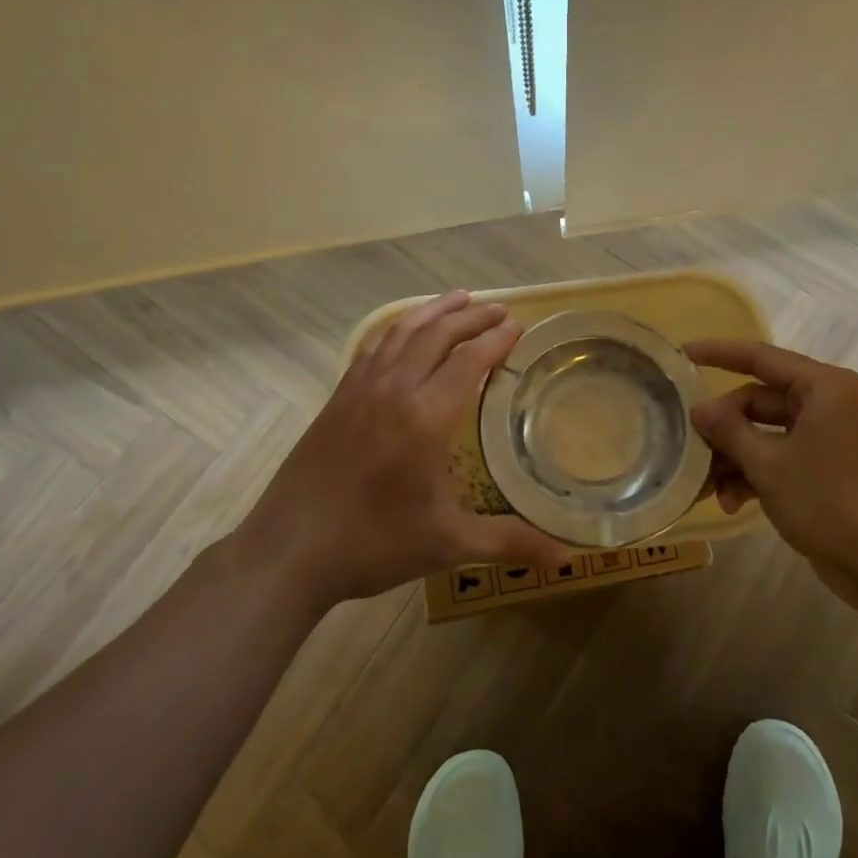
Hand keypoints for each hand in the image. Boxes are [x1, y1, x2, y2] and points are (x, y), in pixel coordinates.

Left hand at [235, 291, 573, 608]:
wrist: (289, 551)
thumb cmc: (374, 544)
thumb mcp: (449, 544)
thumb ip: (510, 541)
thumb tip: (568, 558)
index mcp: (426, 416)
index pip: (470, 360)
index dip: (497, 340)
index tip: (518, 327)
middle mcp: (395, 389)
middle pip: (438, 334)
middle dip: (472, 317)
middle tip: (499, 310)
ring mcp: (361, 388)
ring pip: (402, 331)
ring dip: (435, 311)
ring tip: (459, 298)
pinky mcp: (337, 397)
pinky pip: (374, 346)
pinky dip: (397, 327)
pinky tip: (404, 330)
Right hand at [685, 339, 857, 607]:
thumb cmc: (831, 499)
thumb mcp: (770, 463)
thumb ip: (729, 430)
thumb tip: (699, 408)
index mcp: (822, 387)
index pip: (760, 357)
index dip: (718, 353)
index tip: (682, 352)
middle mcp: (826, 404)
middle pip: (758, 400)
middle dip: (723, 427)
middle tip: (690, 446)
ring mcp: (827, 438)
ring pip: (765, 433)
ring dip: (735, 457)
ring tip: (706, 487)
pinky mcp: (826, 470)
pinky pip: (780, 458)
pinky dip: (755, 475)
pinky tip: (731, 502)